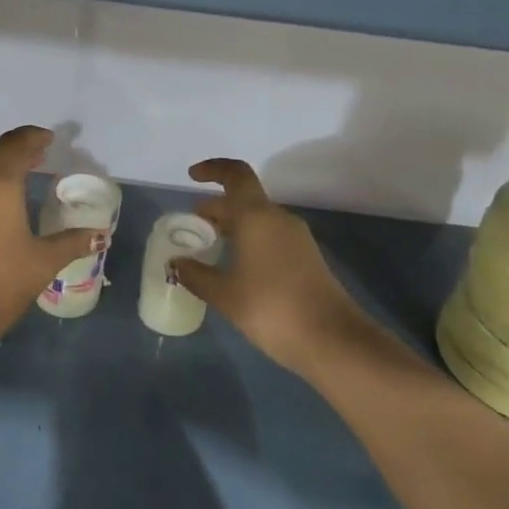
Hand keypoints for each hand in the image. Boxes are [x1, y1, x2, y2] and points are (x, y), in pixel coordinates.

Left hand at [0, 126, 101, 339]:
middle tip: (42, 159)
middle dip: (20, 157)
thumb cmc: (0, 280)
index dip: (32, 137)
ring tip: (26, 186)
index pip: (14, 146)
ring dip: (4, 177)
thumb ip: (72, 243)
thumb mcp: (43, 262)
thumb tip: (100, 236)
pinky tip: (4, 212)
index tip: (49, 139)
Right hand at [170, 158, 372, 375]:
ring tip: (209, 247)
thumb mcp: (224, 294)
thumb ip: (196, 275)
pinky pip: (270, 237)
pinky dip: (248, 241)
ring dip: (233, 226)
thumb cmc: (270, 308)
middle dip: (217, 207)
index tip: (192, 177)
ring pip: (258, 220)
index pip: (235, 175)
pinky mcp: (306, 258)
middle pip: (245, 199)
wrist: (331, 339)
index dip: (213, 170)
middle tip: (192, 226)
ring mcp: (296, 239)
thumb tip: (177, 263)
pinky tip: (234, 267)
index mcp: (257, 217)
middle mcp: (279, 219)